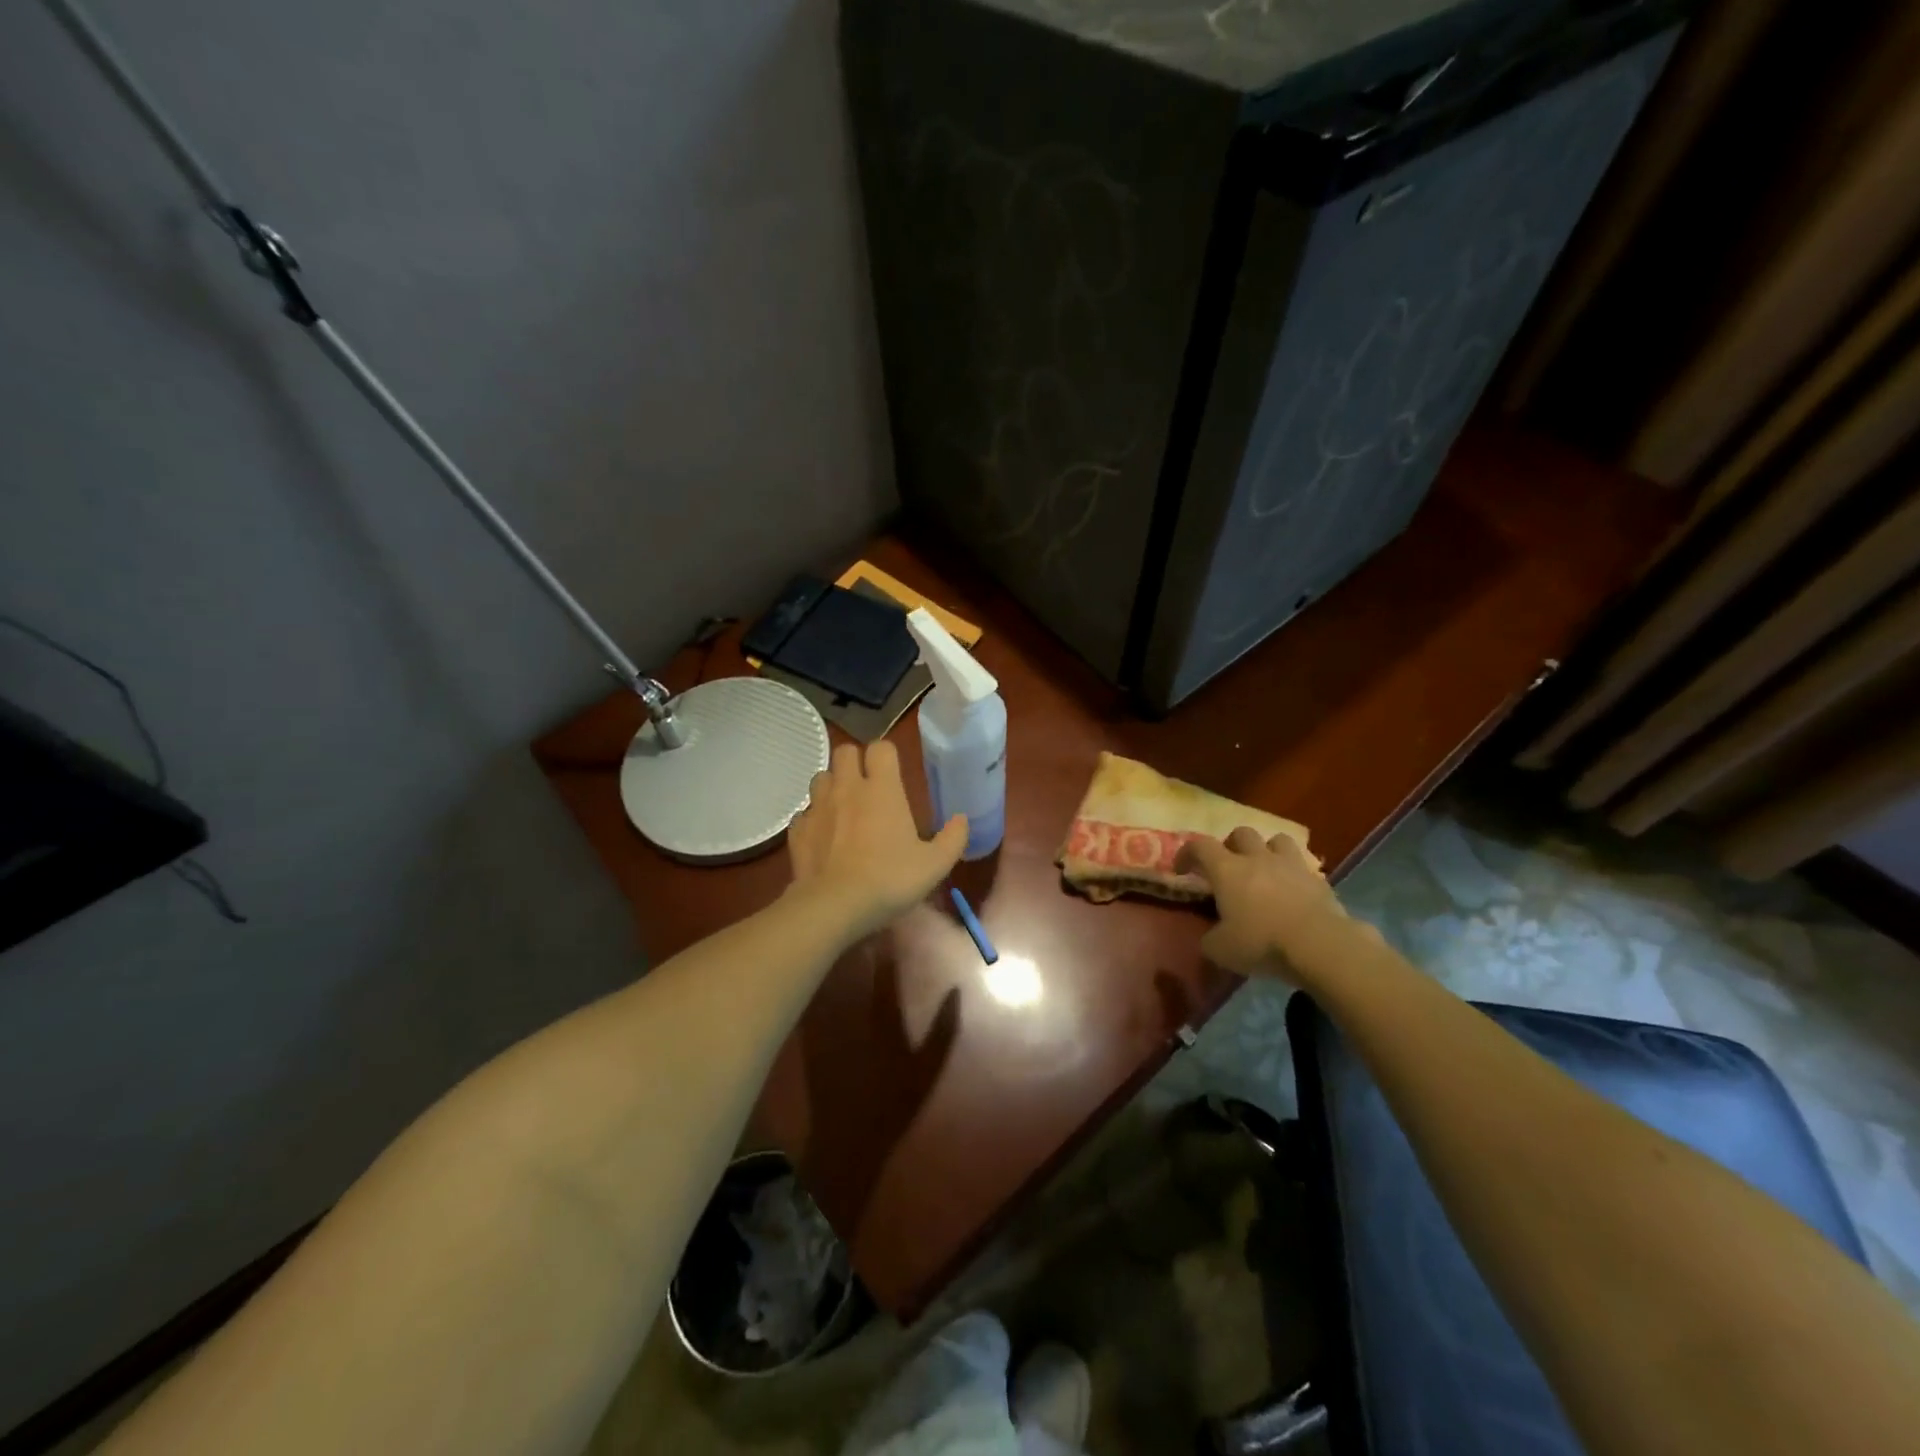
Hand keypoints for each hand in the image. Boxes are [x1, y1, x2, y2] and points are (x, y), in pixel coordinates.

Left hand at [786, 741, 967, 940]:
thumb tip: (962, 819)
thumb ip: (953, 839)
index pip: (880, 747)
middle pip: (844, 751)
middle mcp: (847, 788)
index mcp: (882, 789)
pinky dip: (814, 818)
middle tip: (868, 785)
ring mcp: (818, 807)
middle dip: (855, 761)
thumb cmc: (889, 880)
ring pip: (821, 777)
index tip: (894, 773)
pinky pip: (805, 812)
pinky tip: (824, 836)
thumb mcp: (934, 865)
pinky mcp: (798, 830)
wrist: (834, 906)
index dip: (887, 755)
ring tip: (844, 807)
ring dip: (833, 786)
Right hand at [1175, 827, 1344, 977]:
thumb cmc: (1262, 943)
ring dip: (1267, 850)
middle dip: (1231, 845)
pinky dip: (1294, 874)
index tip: (1182, 869)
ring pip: (1277, 840)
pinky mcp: (1319, 880)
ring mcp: (1291, 865)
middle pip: (1241, 834)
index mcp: (1227, 870)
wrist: (1320, 946)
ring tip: (1265, 870)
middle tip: (1228, 866)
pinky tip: (1293, 892)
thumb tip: (1210, 937)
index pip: (1200, 846)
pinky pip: (1303, 866)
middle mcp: (1257, 858)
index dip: (1187, 853)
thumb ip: (1209, 938)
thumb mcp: (1221, 950)